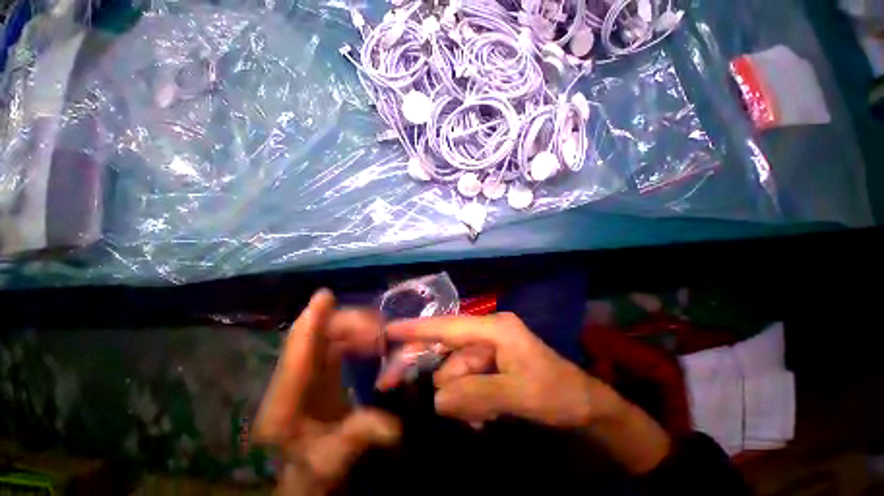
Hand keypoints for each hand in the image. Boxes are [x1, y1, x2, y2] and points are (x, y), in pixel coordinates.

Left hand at [253, 290, 400, 494]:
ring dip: (353, 326)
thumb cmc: (314, 468)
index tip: (325, 296)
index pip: (296, 355)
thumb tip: (394, 428)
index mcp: (284, 404)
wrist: (306, 472)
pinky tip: (371, 338)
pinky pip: (333, 341)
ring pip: (325, 335)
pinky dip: (353, 334)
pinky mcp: (315, 370)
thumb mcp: (334, 459)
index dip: (310, 323)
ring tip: (379, 333)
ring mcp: (303, 372)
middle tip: (379, 329)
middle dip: (347, 324)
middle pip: (314, 337)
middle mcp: (289, 381)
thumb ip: (359, 437)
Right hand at [386, 312, 621, 428]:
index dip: (418, 329)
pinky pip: (467, 381)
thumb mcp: (518, 394)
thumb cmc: (556, 392)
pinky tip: (483, 415)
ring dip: (460, 397)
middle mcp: (488, 333)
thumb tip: (437, 398)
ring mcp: (489, 349)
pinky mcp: (491, 364)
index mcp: (495, 329)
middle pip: (449, 353)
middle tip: (403, 392)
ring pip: (457, 373)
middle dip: (440, 379)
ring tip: (479, 418)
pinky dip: (469, 399)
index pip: (449, 326)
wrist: (584, 405)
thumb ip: (475, 395)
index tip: (389, 330)